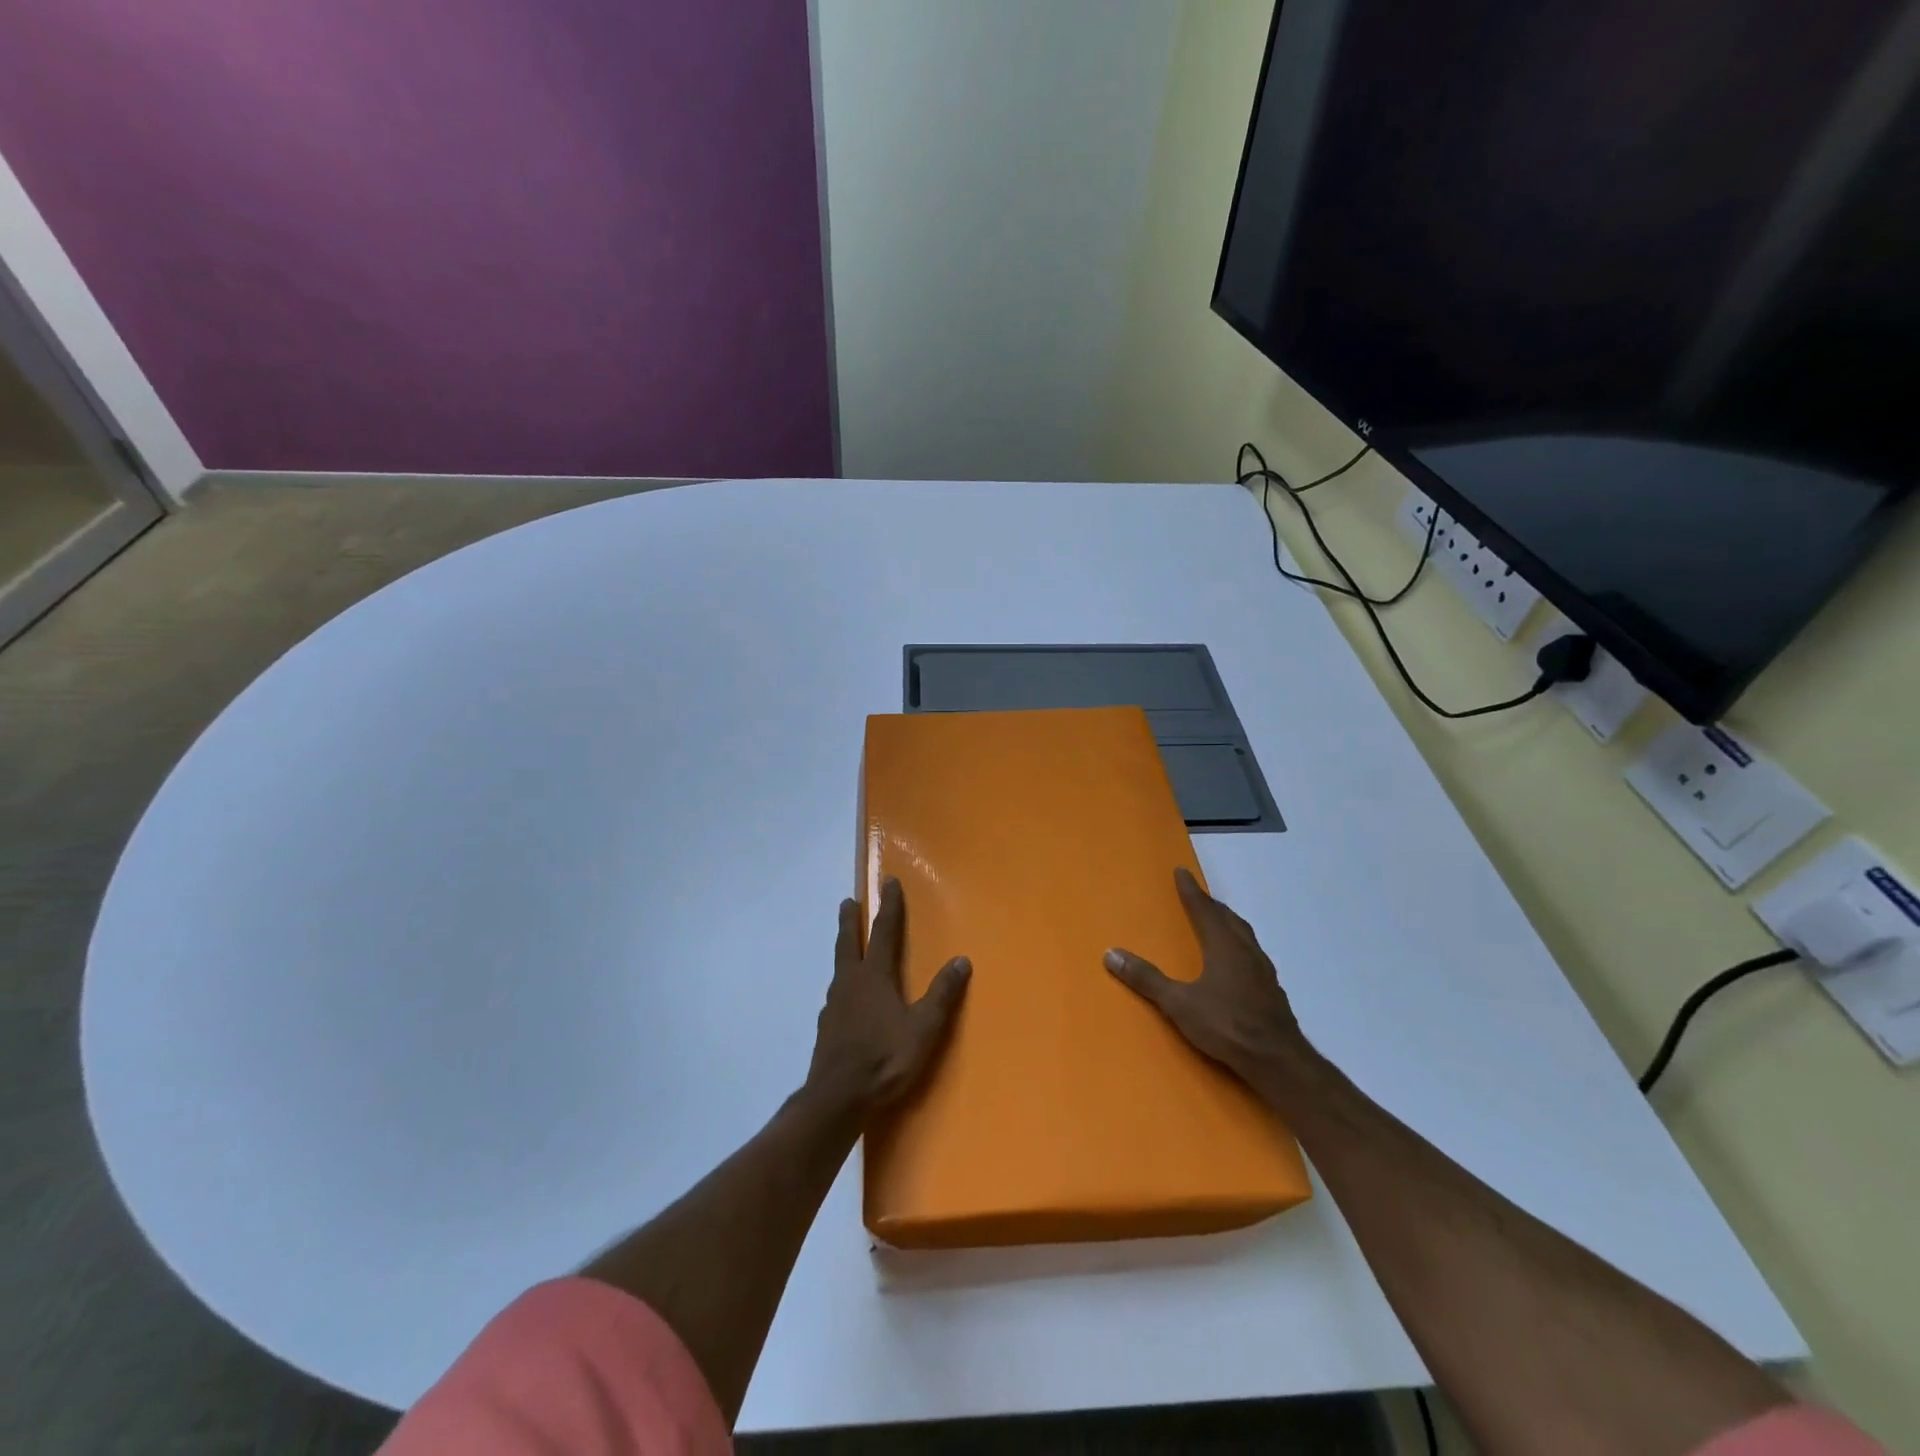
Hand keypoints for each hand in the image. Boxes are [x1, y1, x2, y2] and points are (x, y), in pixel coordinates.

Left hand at [806, 878, 970, 1116]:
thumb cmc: (884, 1058)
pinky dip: (843, 982)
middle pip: (849, 942)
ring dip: (844, 948)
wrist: (837, 1098)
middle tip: (848, 902)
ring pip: (839, 966)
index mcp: (874, 976)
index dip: (888, 906)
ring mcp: (834, 1005)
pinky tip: (846, 996)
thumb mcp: (923, 1028)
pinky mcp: (827, 1027)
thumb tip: (962, 960)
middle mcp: (850, 982)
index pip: (884, 931)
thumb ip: (942, 994)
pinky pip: (836, 993)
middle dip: (851, 920)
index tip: (888, 882)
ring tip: (848, 946)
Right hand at [1104, 867, 1305, 1083]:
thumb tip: (1110, 953)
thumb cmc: (1226, 1025)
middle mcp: (1246, 951)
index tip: (1182, 872)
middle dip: (1211, 905)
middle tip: (1198, 896)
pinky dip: (1241, 948)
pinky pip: (1254, 956)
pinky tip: (1238, 964)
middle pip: (1228, 919)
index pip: (1203, 910)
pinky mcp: (1272, 992)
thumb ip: (1146, 979)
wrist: (1278, 1061)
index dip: (1191, 891)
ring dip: (1229, 924)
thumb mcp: (1179, 1003)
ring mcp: (1264, 972)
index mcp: (1224, 946)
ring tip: (1219, 923)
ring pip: (1245, 936)